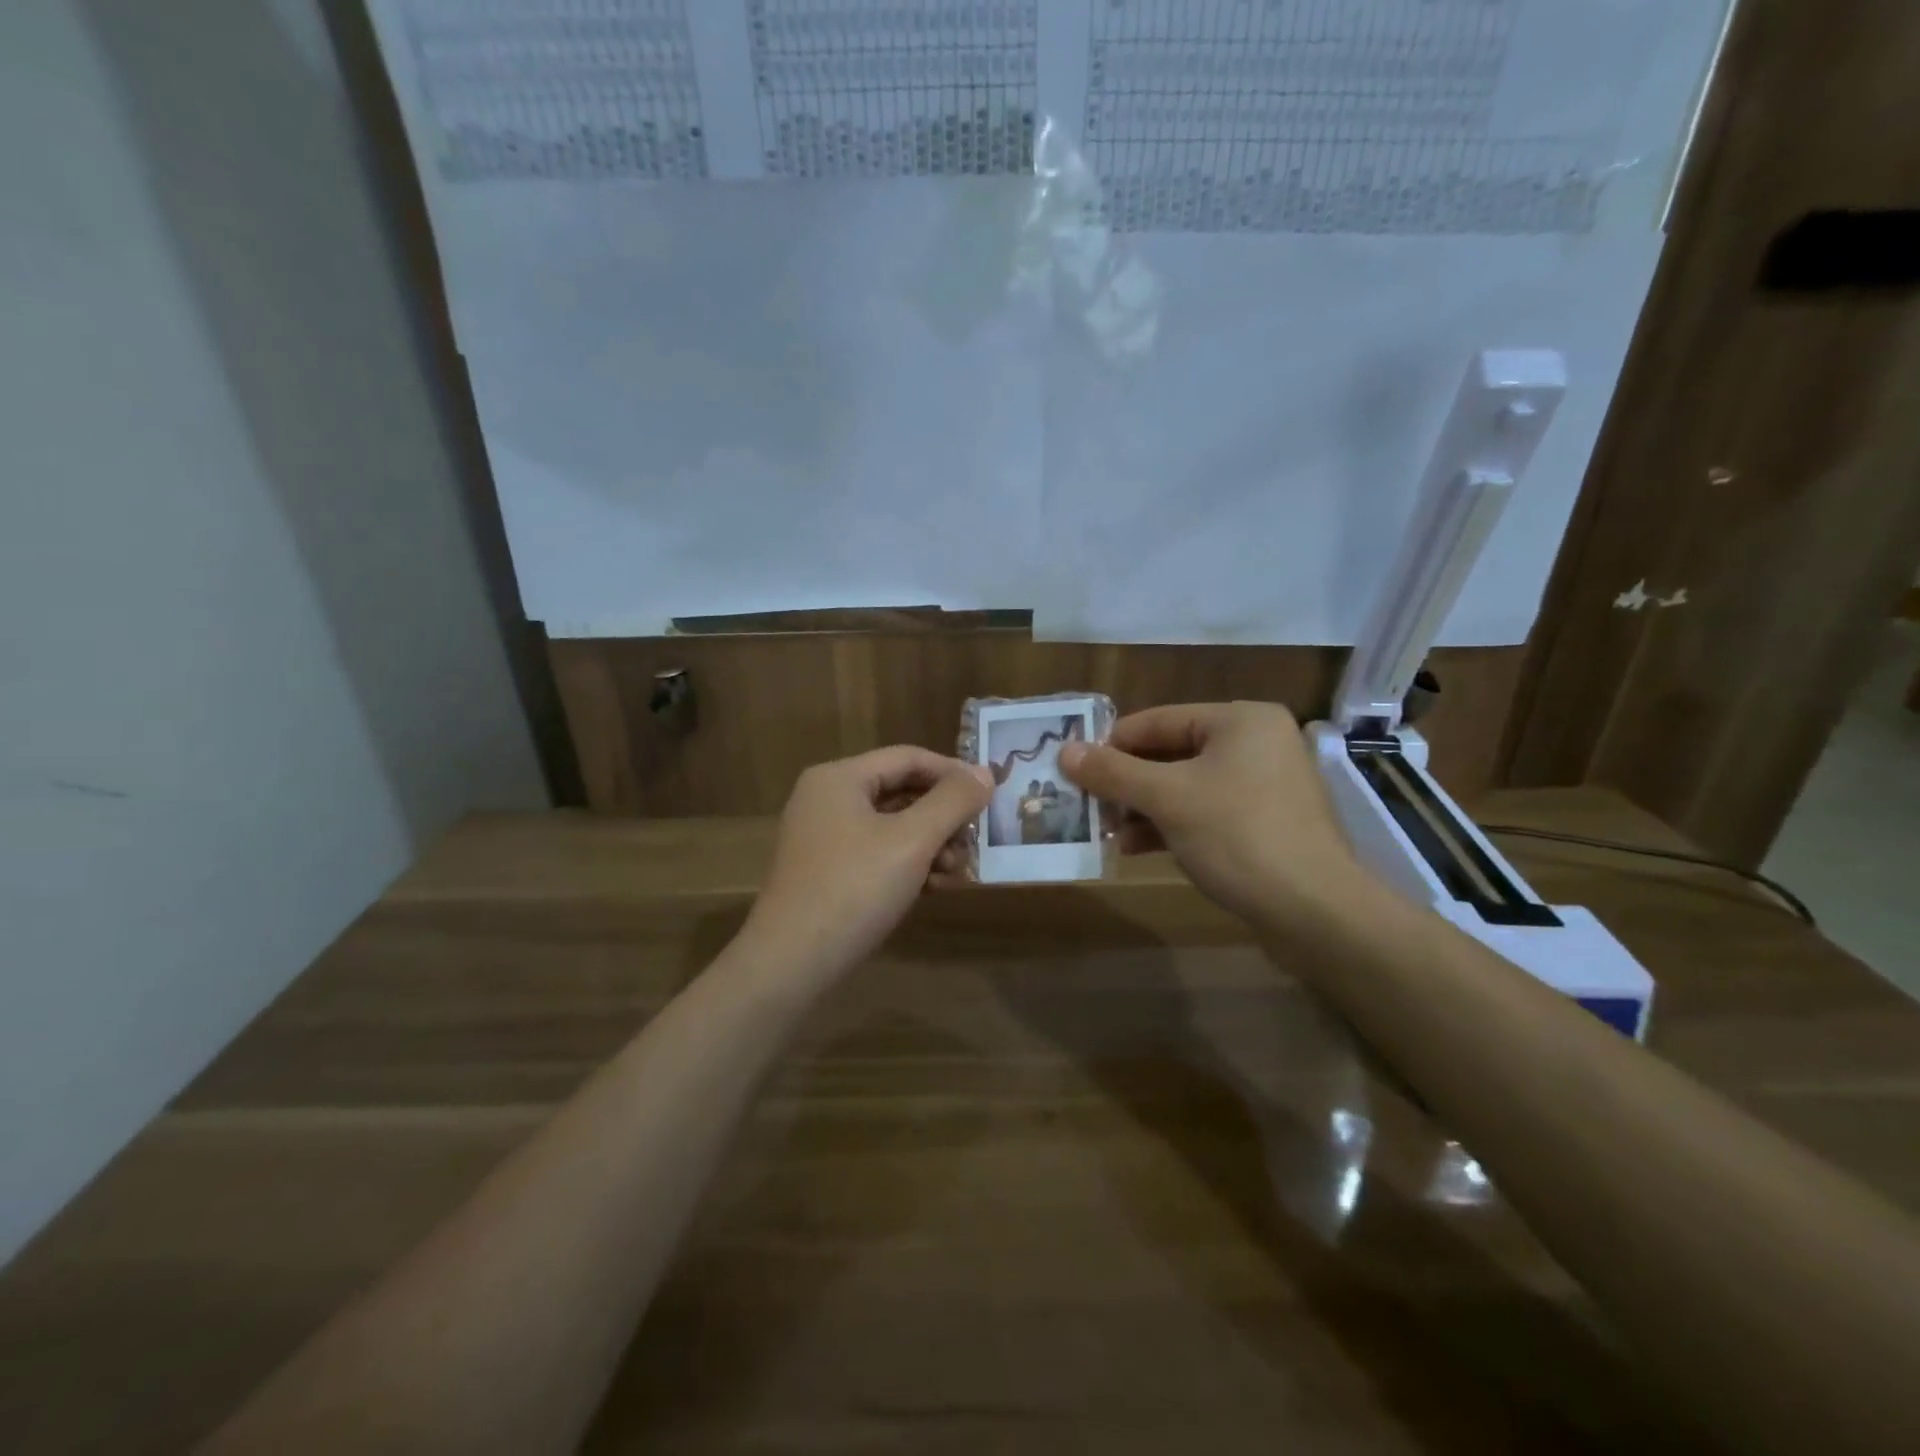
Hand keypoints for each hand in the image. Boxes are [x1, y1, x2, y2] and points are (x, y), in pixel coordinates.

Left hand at [742, 746, 992, 982]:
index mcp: (839, 778)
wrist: (790, 962)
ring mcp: (823, 836)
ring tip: (955, 873)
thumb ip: (953, 802)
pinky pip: (876, 852)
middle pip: (900, 791)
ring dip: (930, 844)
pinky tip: (932, 888)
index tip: (989, 796)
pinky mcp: (825, 870)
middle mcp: (827, 798)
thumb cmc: (854, 889)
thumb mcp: (912, 841)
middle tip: (973, 843)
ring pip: (891, 825)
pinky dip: (907, 864)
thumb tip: (986, 772)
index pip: (908, 758)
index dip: (953, 773)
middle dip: (942, 817)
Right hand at [1059, 702, 1368, 924]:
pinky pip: (1204, 813)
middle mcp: (1255, 743)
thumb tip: (1065, 752)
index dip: (1111, 744)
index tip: (1073, 769)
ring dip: (1142, 808)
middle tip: (1085, 804)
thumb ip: (1113, 772)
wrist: (1315, 912)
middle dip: (1126, 783)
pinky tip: (1136, 849)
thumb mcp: (1167, 799)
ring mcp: (1262, 786)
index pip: (1158, 720)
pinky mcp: (1263, 824)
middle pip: (1170, 754)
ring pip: (1184, 787)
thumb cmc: (1239, 836)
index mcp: (1240, 721)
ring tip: (1105, 831)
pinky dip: (1169, 826)